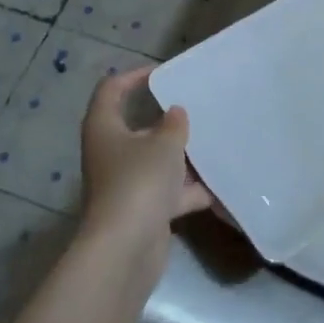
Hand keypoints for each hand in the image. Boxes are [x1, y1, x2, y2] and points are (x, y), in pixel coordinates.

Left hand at [78, 67, 210, 270]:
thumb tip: (175, 113)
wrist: (126, 249)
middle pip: (137, 128)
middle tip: (195, 108)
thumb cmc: (139, 182)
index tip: (163, 73)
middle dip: (166, 120)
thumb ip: (173, 124)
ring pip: (155, 161)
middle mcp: (110, 153)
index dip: (133, 76)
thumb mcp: (164, 144)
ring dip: (181, 157)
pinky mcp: (141, 211)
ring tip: (212, 142)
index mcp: (105, 128)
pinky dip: (189, 191)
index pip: (111, 90)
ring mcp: (125, 184)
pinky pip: (168, 192)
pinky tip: (218, 186)